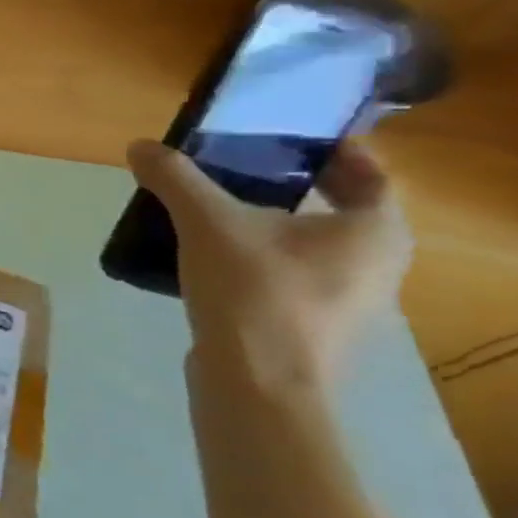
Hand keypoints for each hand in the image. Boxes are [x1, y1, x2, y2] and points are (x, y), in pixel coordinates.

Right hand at [127, 139, 413, 401]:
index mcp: (374, 231)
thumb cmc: (254, 291)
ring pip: (313, 245)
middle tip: (242, 166)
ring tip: (216, 208)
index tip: (291, 136)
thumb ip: (175, 179)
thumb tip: (140, 146)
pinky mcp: (312, 325)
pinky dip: (260, 257)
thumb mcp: (207, 223)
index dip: (335, 151)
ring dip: (272, 224)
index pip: (371, 175)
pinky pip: (291, 274)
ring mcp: (348, 300)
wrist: (256, 381)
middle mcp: (378, 264)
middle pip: (340, 210)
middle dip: (294, 186)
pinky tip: (212, 256)